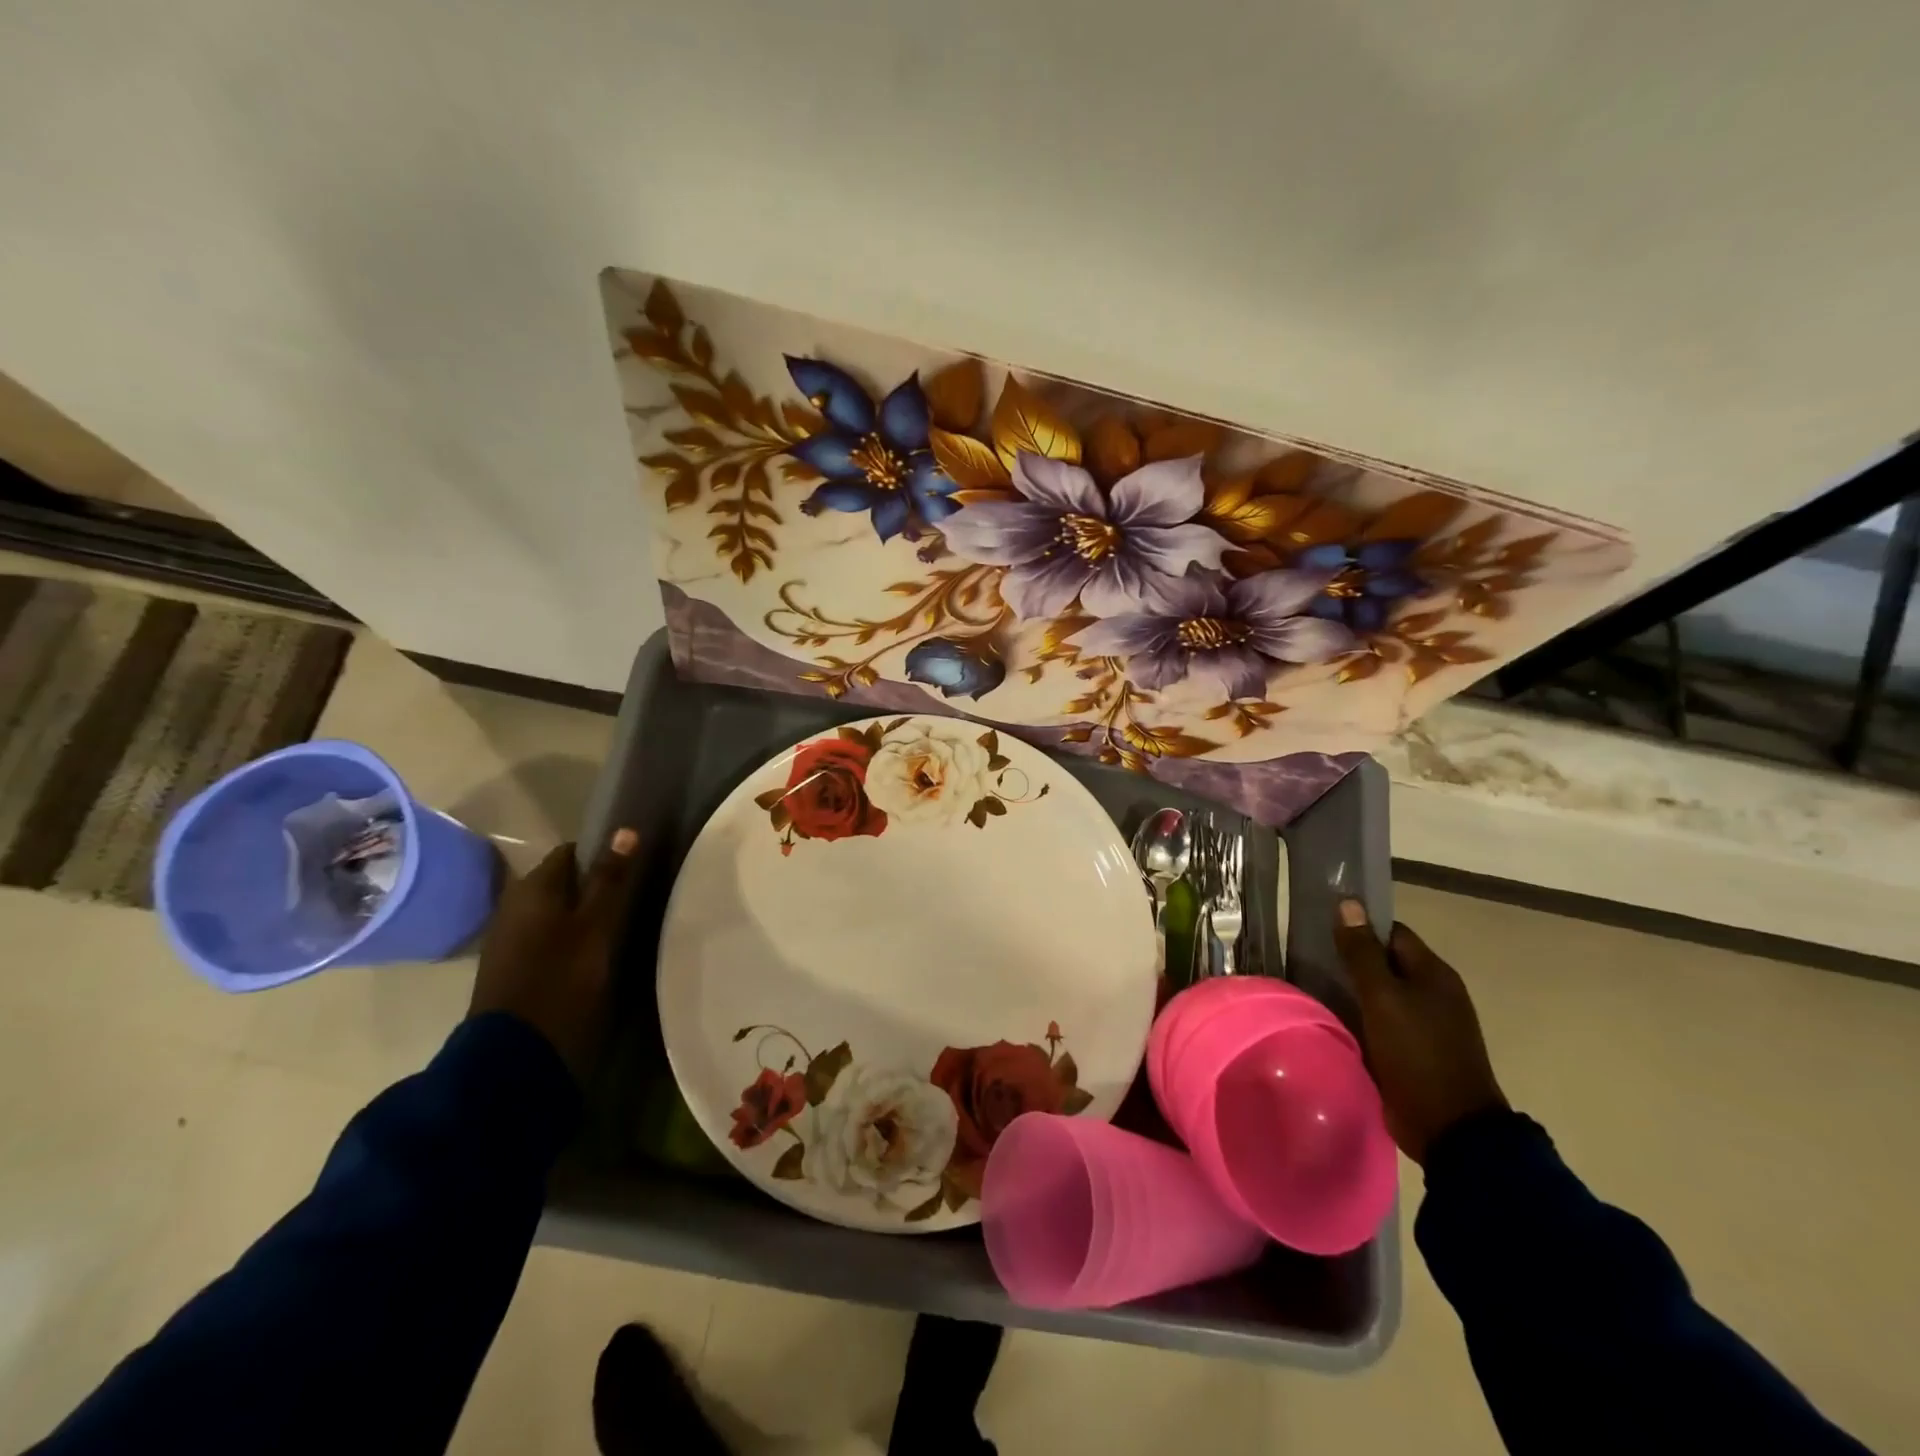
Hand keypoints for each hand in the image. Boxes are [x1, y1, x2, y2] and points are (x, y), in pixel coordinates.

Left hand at [469, 829, 640, 1081]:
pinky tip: (589, 953)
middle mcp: (513, 904)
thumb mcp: (596, 927)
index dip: (602, 855)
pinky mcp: (510, 965)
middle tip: (630, 900)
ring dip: (581, 913)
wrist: (514, 1053)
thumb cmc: (560, 979)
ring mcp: (508, 937)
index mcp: (533, 888)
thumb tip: (625, 830)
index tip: (631, 870)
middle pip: (561, 881)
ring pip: (553, 910)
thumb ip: (609, 880)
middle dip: (593, 885)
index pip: (571, 852)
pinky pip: (545, 935)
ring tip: (616, 926)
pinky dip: (567, 936)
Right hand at [1335, 900, 1505, 1164]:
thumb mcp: (1383, 997)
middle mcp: (1433, 994)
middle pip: (1384, 963)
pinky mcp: (1412, 1051)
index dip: (1359, 927)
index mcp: (1434, 973)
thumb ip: (1362, 952)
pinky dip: (1357, 1017)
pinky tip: (1330, 1018)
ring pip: (1379, 994)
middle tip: (1308, 958)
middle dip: (1350, 959)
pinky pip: (1379, 1021)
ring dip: (1350, 990)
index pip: (1391, 933)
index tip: (1322, 930)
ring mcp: (1425, 1025)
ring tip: (1310, 986)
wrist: (1449, 1128)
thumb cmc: (1417, 1053)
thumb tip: (1348, 904)